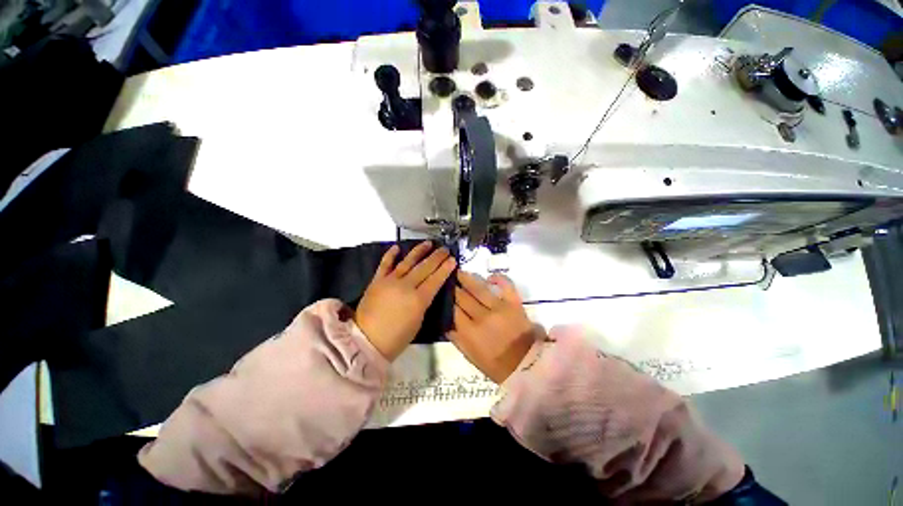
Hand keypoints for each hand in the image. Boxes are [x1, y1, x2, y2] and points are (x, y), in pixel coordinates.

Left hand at [355, 241, 456, 360]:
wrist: (366, 340)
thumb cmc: (397, 337)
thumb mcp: (418, 321)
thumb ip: (424, 302)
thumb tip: (428, 289)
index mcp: (418, 299)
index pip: (436, 279)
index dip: (445, 268)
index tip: (453, 259)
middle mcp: (406, 286)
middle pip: (425, 268)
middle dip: (437, 257)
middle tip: (445, 249)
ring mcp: (390, 281)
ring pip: (408, 262)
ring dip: (419, 251)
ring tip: (428, 243)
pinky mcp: (377, 280)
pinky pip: (385, 264)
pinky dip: (391, 255)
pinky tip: (397, 247)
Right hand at [449, 271, 539, 382]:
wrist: (527, 365)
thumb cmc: (496, 365)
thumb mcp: (470, 356)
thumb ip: (456, 338)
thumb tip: (444, 320)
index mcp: (469, 332)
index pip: (452, 309)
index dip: (446, 298)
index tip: (440, 290)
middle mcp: (482, 316)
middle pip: (463, 296)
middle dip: (453, 286)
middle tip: (447, 277)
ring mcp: (499, 307)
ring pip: (479, 288)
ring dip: (467, 278)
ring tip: (459, 271)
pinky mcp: (514, 303)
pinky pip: (506, 285)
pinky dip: (498, 278)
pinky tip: (489, 277)